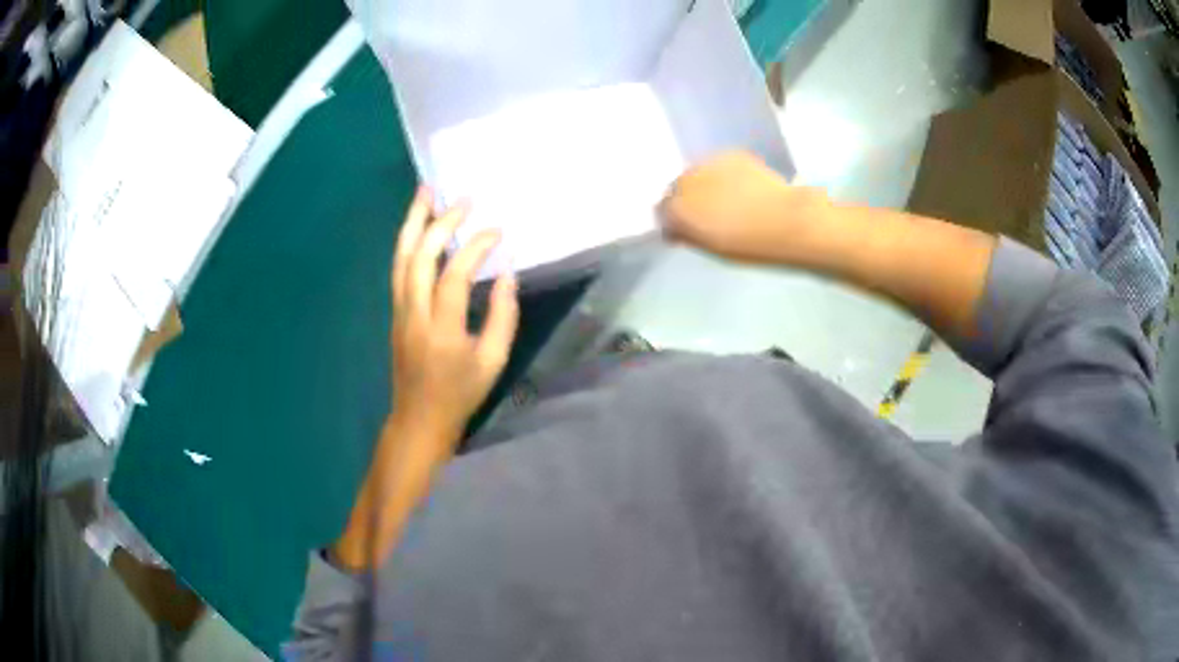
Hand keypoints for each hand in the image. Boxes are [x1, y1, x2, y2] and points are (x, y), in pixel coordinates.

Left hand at [390, 187, 518, 441]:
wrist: (419, 418)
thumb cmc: (461, 393)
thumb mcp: (493, 361)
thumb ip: (503, 316)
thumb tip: (506, 273)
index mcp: (442, 330)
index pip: (454, 276)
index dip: (475, 248)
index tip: (497, 232)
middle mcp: (414, 314)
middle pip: (419, 258)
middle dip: (439, 223)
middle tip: (462, 200)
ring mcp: (399, 312)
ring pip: (401, 258)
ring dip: (412, 222)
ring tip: (425, 192)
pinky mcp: (395, 312)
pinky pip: (398, 269)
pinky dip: (407, 242)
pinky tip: (417, 226)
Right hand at [659, 151, 827, 264]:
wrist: (788, 221)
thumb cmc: (751, 245)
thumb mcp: (713, 249)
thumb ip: (689, 235)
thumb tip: (678, 228)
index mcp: (678, 210)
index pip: (662, 211)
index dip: (673, 221)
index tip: (685, 230)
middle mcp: (686, 181)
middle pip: (677, 188)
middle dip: (686, 199)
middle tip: (705, 214)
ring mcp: (709, 164)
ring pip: (697, 173)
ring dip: (703, 184)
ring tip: (723, 198)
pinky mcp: (731, 154)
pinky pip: (718, 165)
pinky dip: (723, 175)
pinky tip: (740, 187)